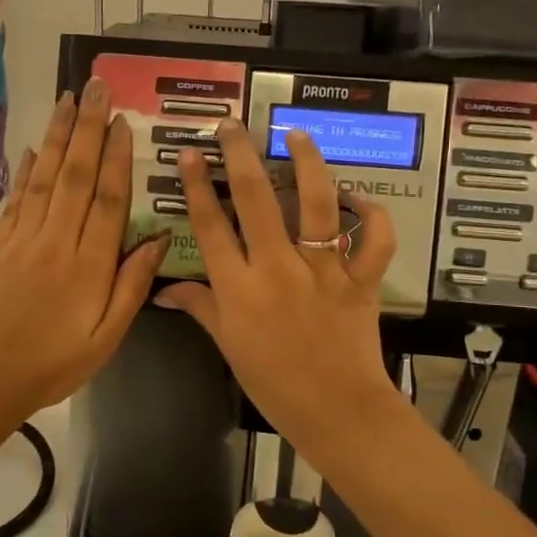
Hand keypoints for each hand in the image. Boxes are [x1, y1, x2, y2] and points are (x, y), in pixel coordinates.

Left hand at [0, 80, 168, 423]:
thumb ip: (132, 287)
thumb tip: (159, 239)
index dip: (118, 159)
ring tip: (69, 100)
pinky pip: (16, 199)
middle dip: (88, 128)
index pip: (108, 200)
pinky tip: (35, 147)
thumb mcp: (107, 338)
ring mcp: (23, 239)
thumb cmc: (56, 364)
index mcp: (89, 266)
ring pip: (45, 178)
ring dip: (59, 137)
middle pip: (76, 176)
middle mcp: (56, 241)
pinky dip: (27, 170)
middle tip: (97, 88)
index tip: (124, 123)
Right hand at [153, 119, 404, 457]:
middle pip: (256, 200)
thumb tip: (164, 291)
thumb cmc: (274, 383)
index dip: (198, 185)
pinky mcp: (360, 279)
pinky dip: (371, 214)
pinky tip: (357, 197)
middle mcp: (277, 269)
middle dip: (241, 155)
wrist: (336, 411)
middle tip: (232, 126)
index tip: (191, 153)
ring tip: (296, 135)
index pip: (211, 225)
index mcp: (239, 288)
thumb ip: (200, 308)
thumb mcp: (228, 345)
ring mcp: (322, 271)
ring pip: (315, 205)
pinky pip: (372, 239)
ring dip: (306, 164)